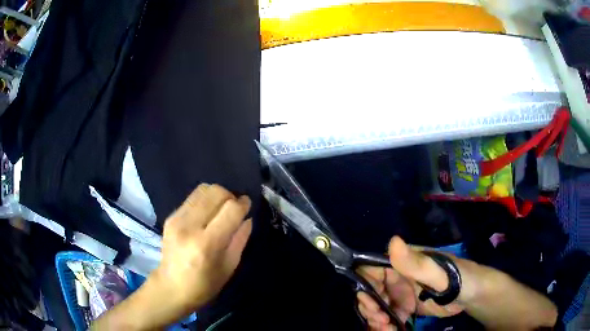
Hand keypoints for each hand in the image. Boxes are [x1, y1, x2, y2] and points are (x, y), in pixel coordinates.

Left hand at [150, 184, 252, 314]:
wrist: (171, 287)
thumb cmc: (204, 284)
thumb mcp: (229, 267)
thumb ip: (240, 239)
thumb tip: (247, 218)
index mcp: (207, 244)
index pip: (230, 210)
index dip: (243, 204)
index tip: (247, 205)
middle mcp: (190, 226)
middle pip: (216, 192)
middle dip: (230, 196)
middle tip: (234, 209)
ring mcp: (177, 219)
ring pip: (203, 189)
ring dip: (217, 195)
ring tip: (220, 209)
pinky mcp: (170, 217)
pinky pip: (192, 198)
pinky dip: (204, 200)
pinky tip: (206, 214)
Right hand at [357, 236, 480, 330]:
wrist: (473, 295)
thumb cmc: (459, 278)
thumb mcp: (440, 272)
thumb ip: (417, 262)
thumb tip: (393, 241)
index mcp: (402, 262)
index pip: (370, 269)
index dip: (365, 285)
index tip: (372, 304)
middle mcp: (396, 277)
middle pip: (369, 290)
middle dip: (369, 307)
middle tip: (381, 321)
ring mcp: (399, 294)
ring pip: (375, 305)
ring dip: (375, 319)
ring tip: (386, 329)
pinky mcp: (404, 308)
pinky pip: (386, 316)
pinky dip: (383, 326)